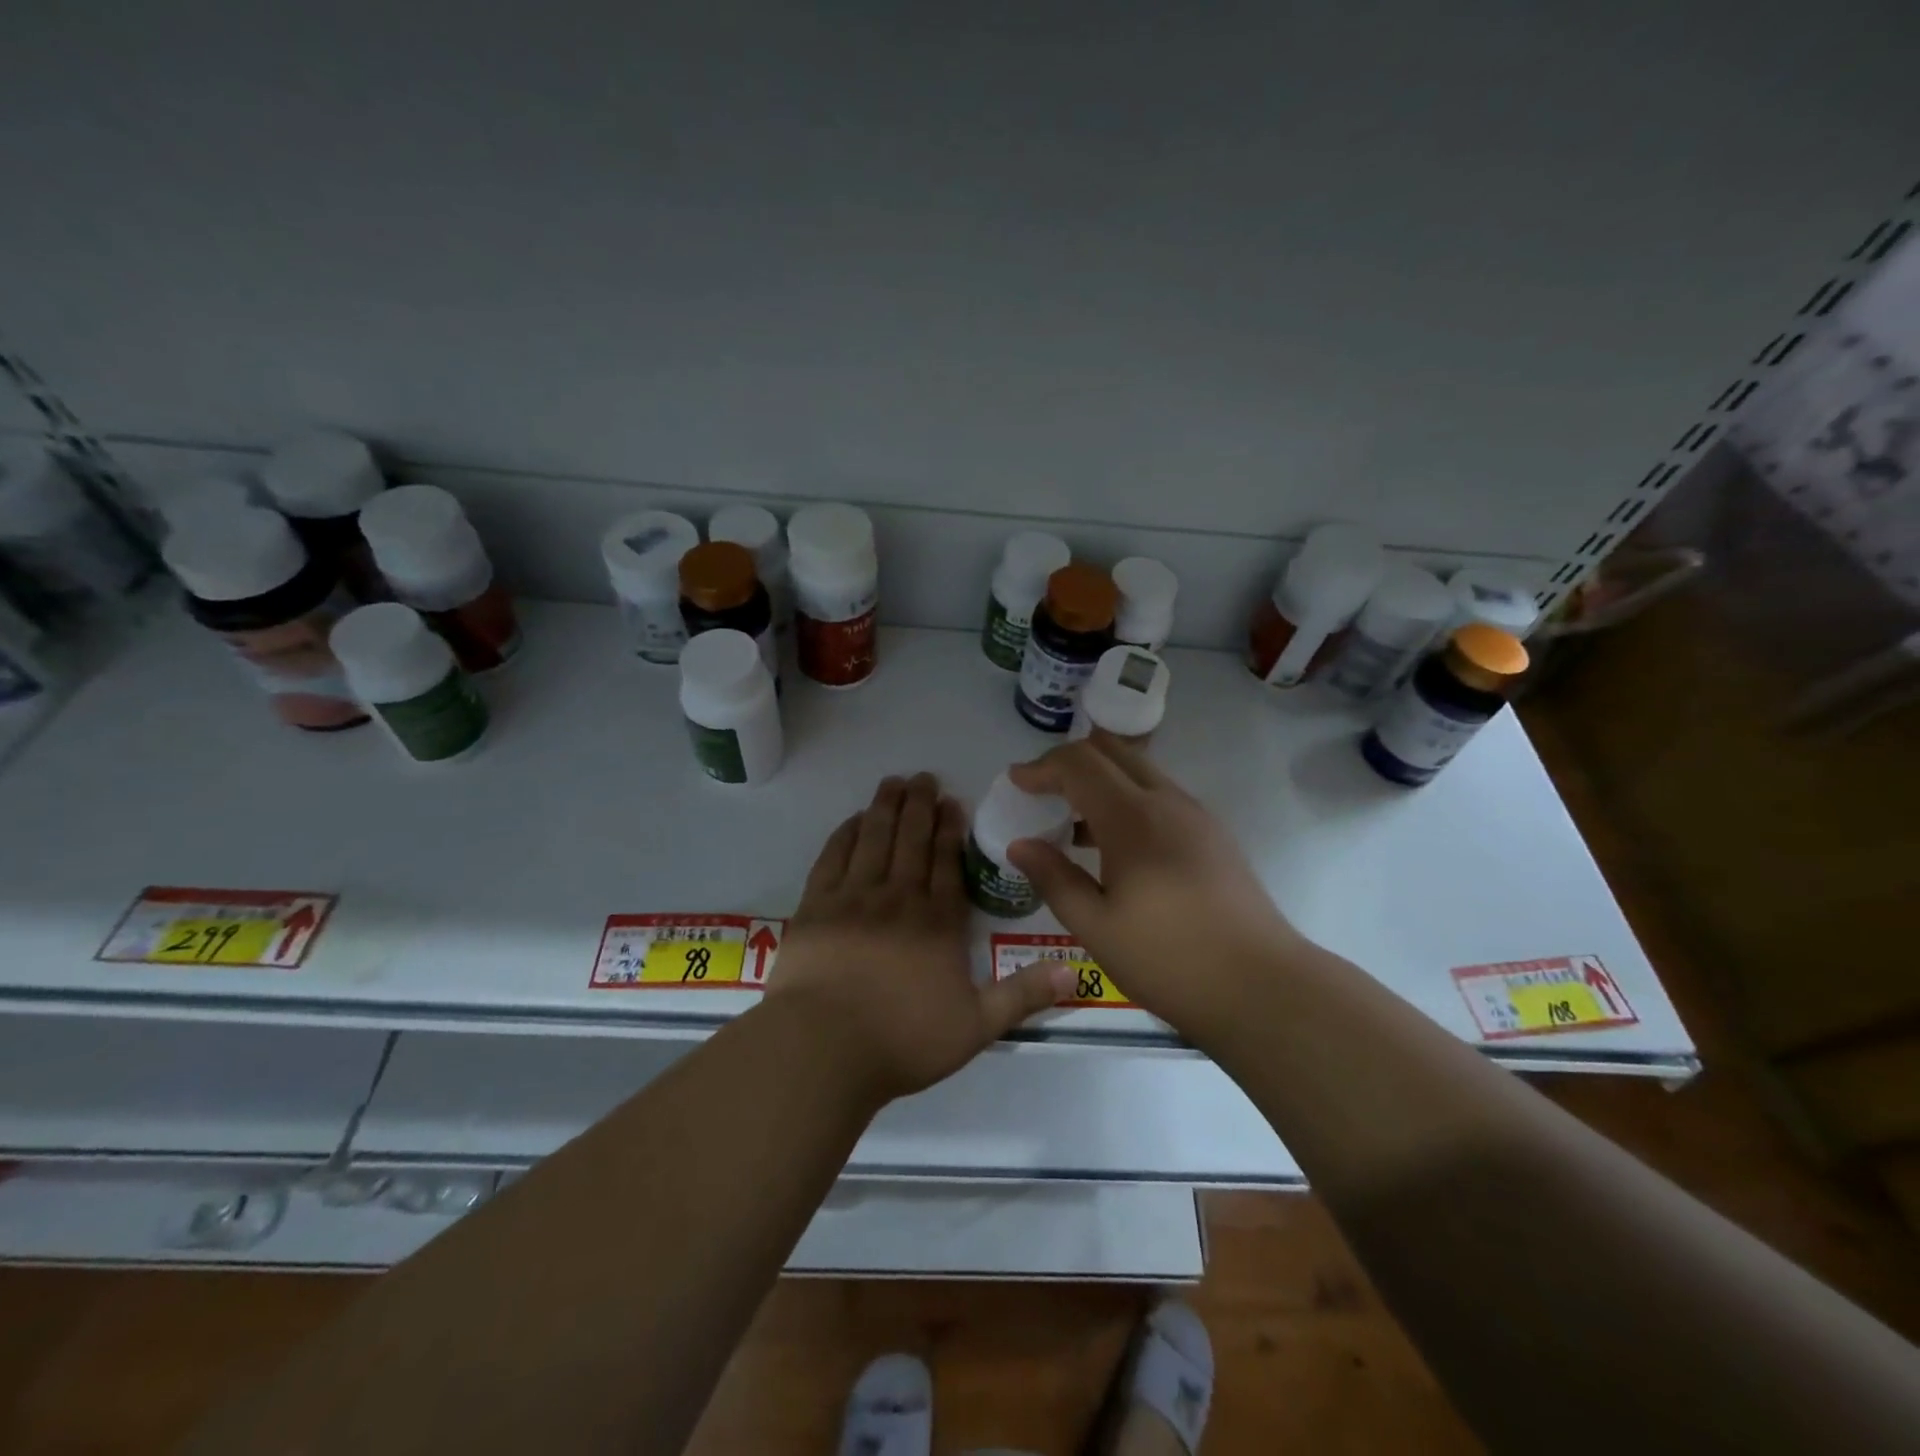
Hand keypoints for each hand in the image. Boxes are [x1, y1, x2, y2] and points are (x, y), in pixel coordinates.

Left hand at [768, 772, 1072, 1101]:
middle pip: (911, 841)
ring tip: (893, 782)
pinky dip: (846, 833)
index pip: (948, 864)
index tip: (953, 802)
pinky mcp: (816, 906)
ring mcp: (854, 898)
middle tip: (923, 777)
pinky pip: (834, 857)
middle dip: (919, 806)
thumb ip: (1023, 995)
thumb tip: (1077, 975)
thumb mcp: (977, 1026)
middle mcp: (898, 899)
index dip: (951, 831)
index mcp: (938, 923)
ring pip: (874, 839)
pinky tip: (854, 819)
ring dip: (886, 807)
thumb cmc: (903, 1040)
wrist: (823, 1048)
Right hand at [1007, 738, 1301, 1040]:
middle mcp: (1167, 801)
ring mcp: (1197, 816)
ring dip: (1102, 780)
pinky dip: (1129, 799)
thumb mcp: (1096, 926)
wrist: (1262, 987)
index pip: (1080, 764)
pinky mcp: (1214, 835)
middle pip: (1113, 752)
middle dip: (1071, 761)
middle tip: (1042, 789)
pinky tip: (1115, 845)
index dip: (1043, 767)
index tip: (1016, 782)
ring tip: (1072, 820)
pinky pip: (1161, 796)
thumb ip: (1054, 878)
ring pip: (1141, 771)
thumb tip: (1019, 844)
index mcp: (1133, 818)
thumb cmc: (1169, 960)